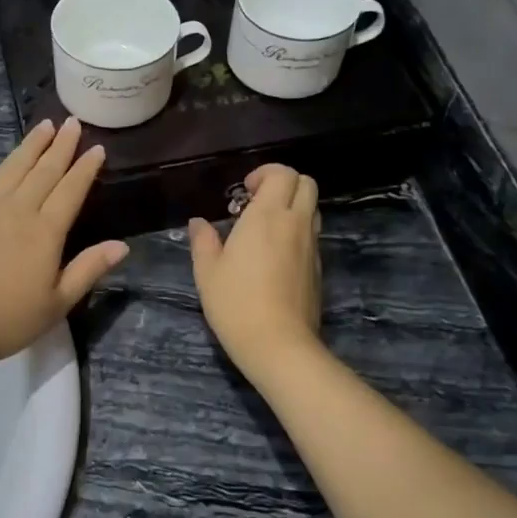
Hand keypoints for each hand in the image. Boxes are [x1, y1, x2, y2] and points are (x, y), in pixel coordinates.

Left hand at [0, 117, 128, 376]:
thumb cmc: (6, 320)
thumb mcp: (56, 303)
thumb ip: (88, 269)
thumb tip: (122, 246)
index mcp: (44, 232)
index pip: (70, 190)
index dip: (85, 168)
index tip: (97, 147)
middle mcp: (17, 210)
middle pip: (43, 170)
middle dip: (61, 145)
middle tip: (73, 123)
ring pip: (15, 167)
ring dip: (32, 145)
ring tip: (45, 126)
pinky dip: (8, 163)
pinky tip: (13, 161)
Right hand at [189, 164, 323, 375]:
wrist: (278, 343)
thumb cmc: (236, 303)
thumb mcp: (207, 271)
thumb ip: (203, 240)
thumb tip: (199, 222)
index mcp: (267, 216)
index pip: (282, 174)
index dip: (265, 173)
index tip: (244, 191)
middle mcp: (295, 223)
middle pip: (306, 183)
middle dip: (284, 183)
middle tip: (257, 203)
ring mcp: (311, 246)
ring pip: (312, 209)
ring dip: (293, 207)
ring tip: (265, 228)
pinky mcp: (317, 268)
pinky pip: (311, 236)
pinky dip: (297, 232)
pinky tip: (275, 256)